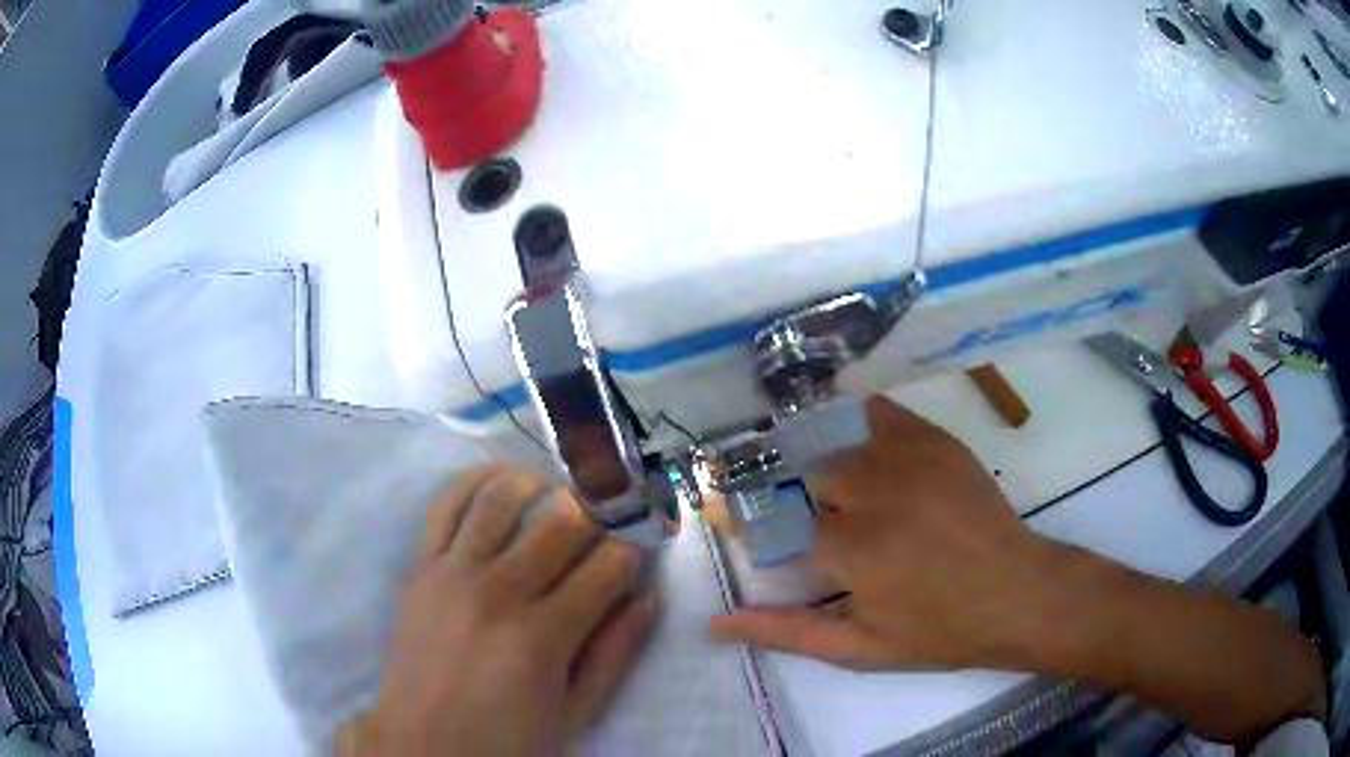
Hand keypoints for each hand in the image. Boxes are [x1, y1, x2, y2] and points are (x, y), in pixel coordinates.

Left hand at [342, 466, 655, 755]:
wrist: (424, 742)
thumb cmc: (507, 738)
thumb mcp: (576, 712)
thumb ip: (615, 654)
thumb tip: (648, 598)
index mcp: (545, 636)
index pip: (609, 566)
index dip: (634, 553)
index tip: (638, 554)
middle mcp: (500, 591)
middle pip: (562, 522)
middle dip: (599, 511)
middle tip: (612, 515)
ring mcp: (454, 572)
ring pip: (504, 499)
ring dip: (542, 486)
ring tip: (560, 496)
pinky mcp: (421, 565)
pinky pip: (446, 503)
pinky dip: (477, 480)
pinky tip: (503, 480)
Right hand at [710, 397, 1055, 669]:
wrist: (1017, 592)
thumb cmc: (939, 630)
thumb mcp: (860, 648)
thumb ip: (786, 632)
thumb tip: (717, 623)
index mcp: (850, 551)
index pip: (769, 520)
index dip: (738, 515)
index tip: (718, 509)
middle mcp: (873, 493)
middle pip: (798, 468)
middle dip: (773, 482)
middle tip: (769, 497)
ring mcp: (907, 458)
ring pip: (832, 436)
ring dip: (806, 450)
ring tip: (799, 465)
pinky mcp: (934, 440)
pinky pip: (877, 412)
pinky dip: (850, 418)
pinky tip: (845, 435)